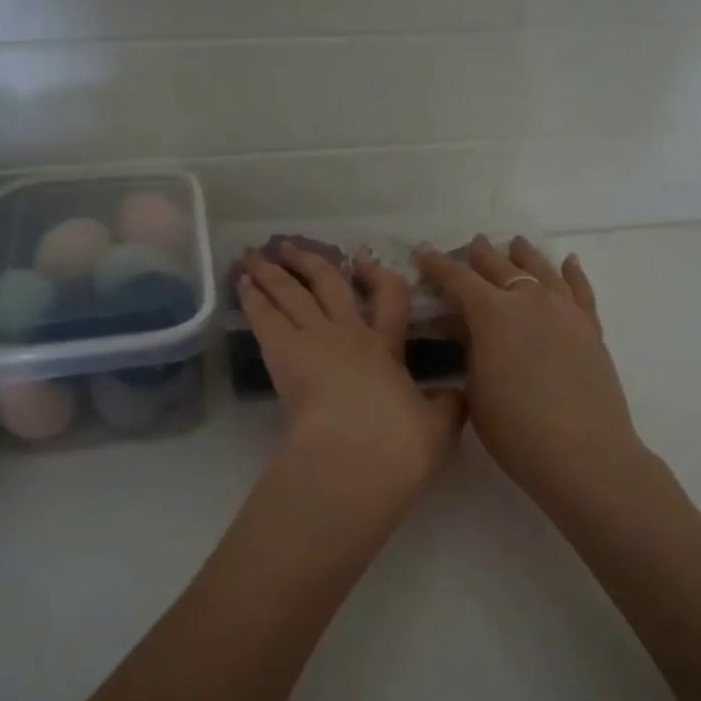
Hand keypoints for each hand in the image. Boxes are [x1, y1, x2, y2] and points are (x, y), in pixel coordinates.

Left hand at [238, 248, 465, 513]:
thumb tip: (458, 395)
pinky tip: (242, 282)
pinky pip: (265, 314)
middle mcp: (350, 333)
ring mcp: (315, 337)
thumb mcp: (439, 426)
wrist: (361, 451)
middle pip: (329, 284)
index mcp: (387, 348)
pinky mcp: (282, 350)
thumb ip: (447, 406)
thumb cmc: (401, 442)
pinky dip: (253, 296)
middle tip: (293, 249)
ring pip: (291, 292)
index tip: (366, 264)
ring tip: (255, 256)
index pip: (390, 299)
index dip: (378, 277)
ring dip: (273, 272)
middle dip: (312, 263)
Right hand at [416, 236, 647, 515]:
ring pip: (541, 269)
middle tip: (468, 247)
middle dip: (479, 255)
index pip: (457, 278)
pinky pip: (580, 289)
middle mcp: (529, 299)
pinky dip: (572, 273)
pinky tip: (568, 262)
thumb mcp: (476, 388)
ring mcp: (564, 310)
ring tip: (514, 244)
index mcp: (492, 312)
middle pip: (500, 266)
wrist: (583, 453)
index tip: (422, 252)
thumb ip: (469, 349)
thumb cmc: (515, 429)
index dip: (437, 265)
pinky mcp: (590, 327)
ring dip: (523, 255)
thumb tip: (464, 327)